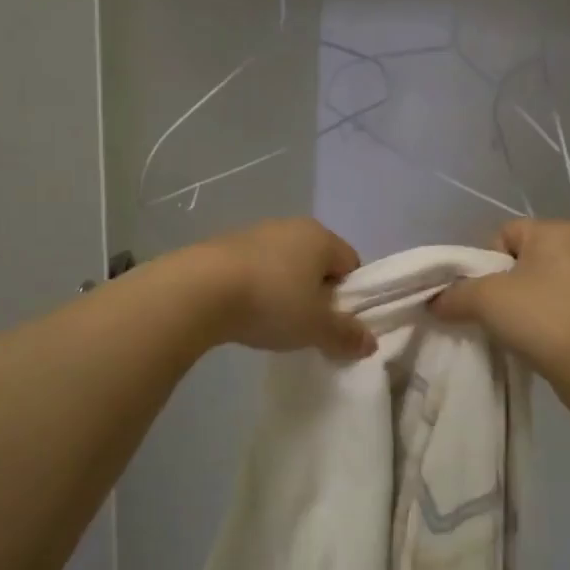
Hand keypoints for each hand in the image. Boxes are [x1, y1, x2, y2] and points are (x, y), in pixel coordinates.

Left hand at [187, 219, 377, 359]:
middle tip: (305, 326)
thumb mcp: (315, 327)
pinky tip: (243, 312)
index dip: (349, 296)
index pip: (350, 263)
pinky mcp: (223, 245)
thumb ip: (345, 335)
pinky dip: (254, 288)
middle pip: (316, 263)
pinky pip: (253, 268)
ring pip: (283, 265)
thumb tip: (370, 343)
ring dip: (283, 291)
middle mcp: (290, 226)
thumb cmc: (271, 302)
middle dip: (315, 294)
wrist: (199, 290)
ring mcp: (254, 233)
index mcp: (320, 237)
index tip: (334, 323)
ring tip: (270, 321)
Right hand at [431, 220, 569, 388]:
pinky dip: (543, 324)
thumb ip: (454, 295)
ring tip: (511, 333)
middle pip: (521, 261)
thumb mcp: (485, 299)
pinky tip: (534, 344)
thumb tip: (435, 302)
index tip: (478, 292)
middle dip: (500, 286)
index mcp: (555, 231)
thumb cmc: (541, 316)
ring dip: (521, 308)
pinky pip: (559, 311)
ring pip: (540, 288)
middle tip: (489, 313)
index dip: (483, 261)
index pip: (504, 233)